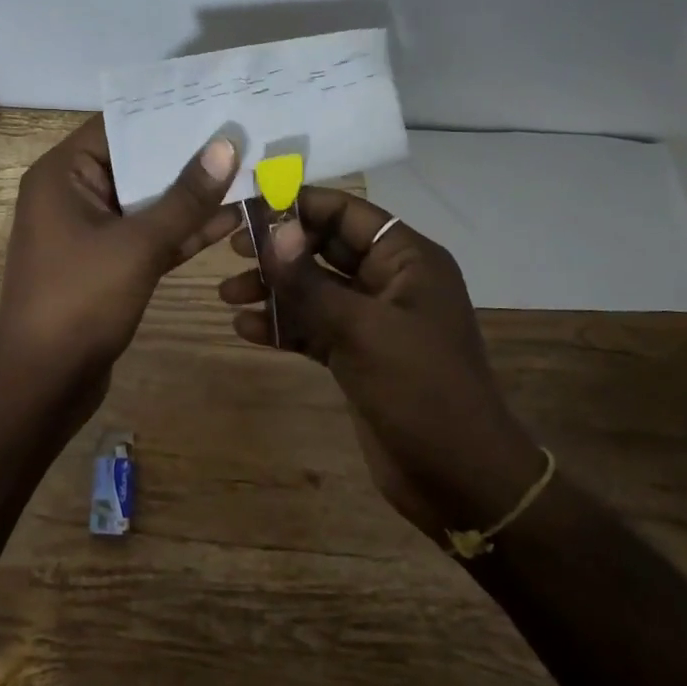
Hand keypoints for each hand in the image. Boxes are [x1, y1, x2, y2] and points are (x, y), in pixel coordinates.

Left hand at [0, 115, 239, 423]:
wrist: (44, 383)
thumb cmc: (80, 301)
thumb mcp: (138, 244)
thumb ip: (184, 197)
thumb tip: (225, 146)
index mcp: (63, 175)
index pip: (117, 126)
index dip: (165, 113)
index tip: (214, 100)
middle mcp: (74, 195)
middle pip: (136, 162)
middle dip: (188, 155)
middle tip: (243, 133)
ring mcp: (92, 232)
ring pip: (147, 202)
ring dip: (191, 195)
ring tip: (248, 171)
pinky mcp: (109, 264)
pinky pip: (148, 235)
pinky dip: (182, 230)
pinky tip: (231, 219)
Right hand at [221, 189, 545, 541]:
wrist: (459, 479)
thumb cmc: (420, 391)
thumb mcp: (361, 330)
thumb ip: (310, 281)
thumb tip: (273, 228)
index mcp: (407, 260)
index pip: (346, 214)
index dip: (298, 206)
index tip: (247, 209)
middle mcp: (390, 282)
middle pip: (325, 249)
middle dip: (278, 251)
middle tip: (230, 252)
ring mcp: (373, 321)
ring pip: (314, 290)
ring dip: (273, 290)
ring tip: (226, 297)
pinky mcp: (357, 356)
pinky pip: (314, 327)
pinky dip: (283, 326)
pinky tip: (245, 330)